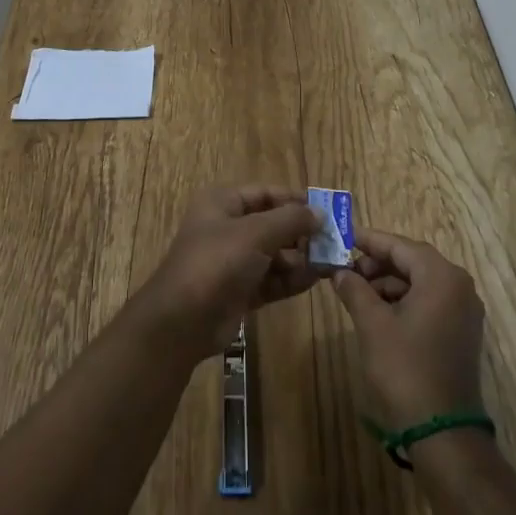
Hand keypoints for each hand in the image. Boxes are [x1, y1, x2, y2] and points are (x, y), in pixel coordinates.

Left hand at [129, 185, 323, 361]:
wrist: (182, 321)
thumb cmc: (217, 262)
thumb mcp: (255, 233)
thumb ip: (290, 220)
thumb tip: (319, 213)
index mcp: (223, 203)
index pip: (265, 193)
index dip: (295, 200)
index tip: (327, 210)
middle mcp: (227, 228)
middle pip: (272, 224)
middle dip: (301, 233)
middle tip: (333, 242)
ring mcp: (233, 261)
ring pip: (274, 254)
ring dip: (300, 258)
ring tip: (328, 263)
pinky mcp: (240, 290)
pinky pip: (271, 279)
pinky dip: (290, 279)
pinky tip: (314, 280)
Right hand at [332, 228, 485, 430]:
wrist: (441, 431)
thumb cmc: (405, 368)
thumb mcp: (373, 324)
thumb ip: (354, 289)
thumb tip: (339, 271)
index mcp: (442, 277)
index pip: (400, 246)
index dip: (369, 240)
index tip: (342, 236)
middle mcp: (459, 286)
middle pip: (412, 261)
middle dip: (378, 264)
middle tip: (346, 270)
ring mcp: (463, 311)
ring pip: (420, 282)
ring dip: (389, 284)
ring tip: (356, 294)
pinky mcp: (461, 332)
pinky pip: (429, 301)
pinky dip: (403, 301)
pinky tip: (378, 313)